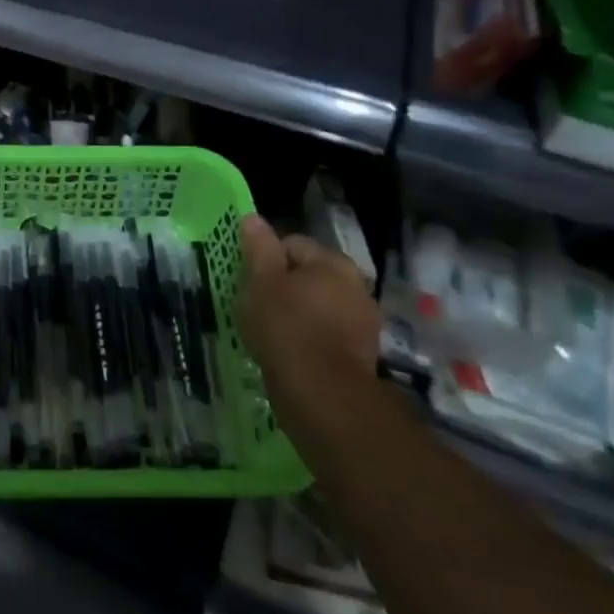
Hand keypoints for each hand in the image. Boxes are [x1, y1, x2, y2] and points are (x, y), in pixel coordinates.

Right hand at [235, 215, 379, 388]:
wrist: (322, 395)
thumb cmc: (286, 327)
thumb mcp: (261, 281)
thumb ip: (258, 248)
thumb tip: (253, 218)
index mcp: (333, 262)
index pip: (291, 244)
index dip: (265, 260)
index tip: (250, 283)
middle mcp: (356, 286)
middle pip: (308, 276)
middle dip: (284, 288)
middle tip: (257, 307)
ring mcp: (363, 322)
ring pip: (318, 307)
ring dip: (297, 315)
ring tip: (271, 334)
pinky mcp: (361, 355)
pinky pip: (326, 336)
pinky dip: (309, 340)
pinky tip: (290, 354)